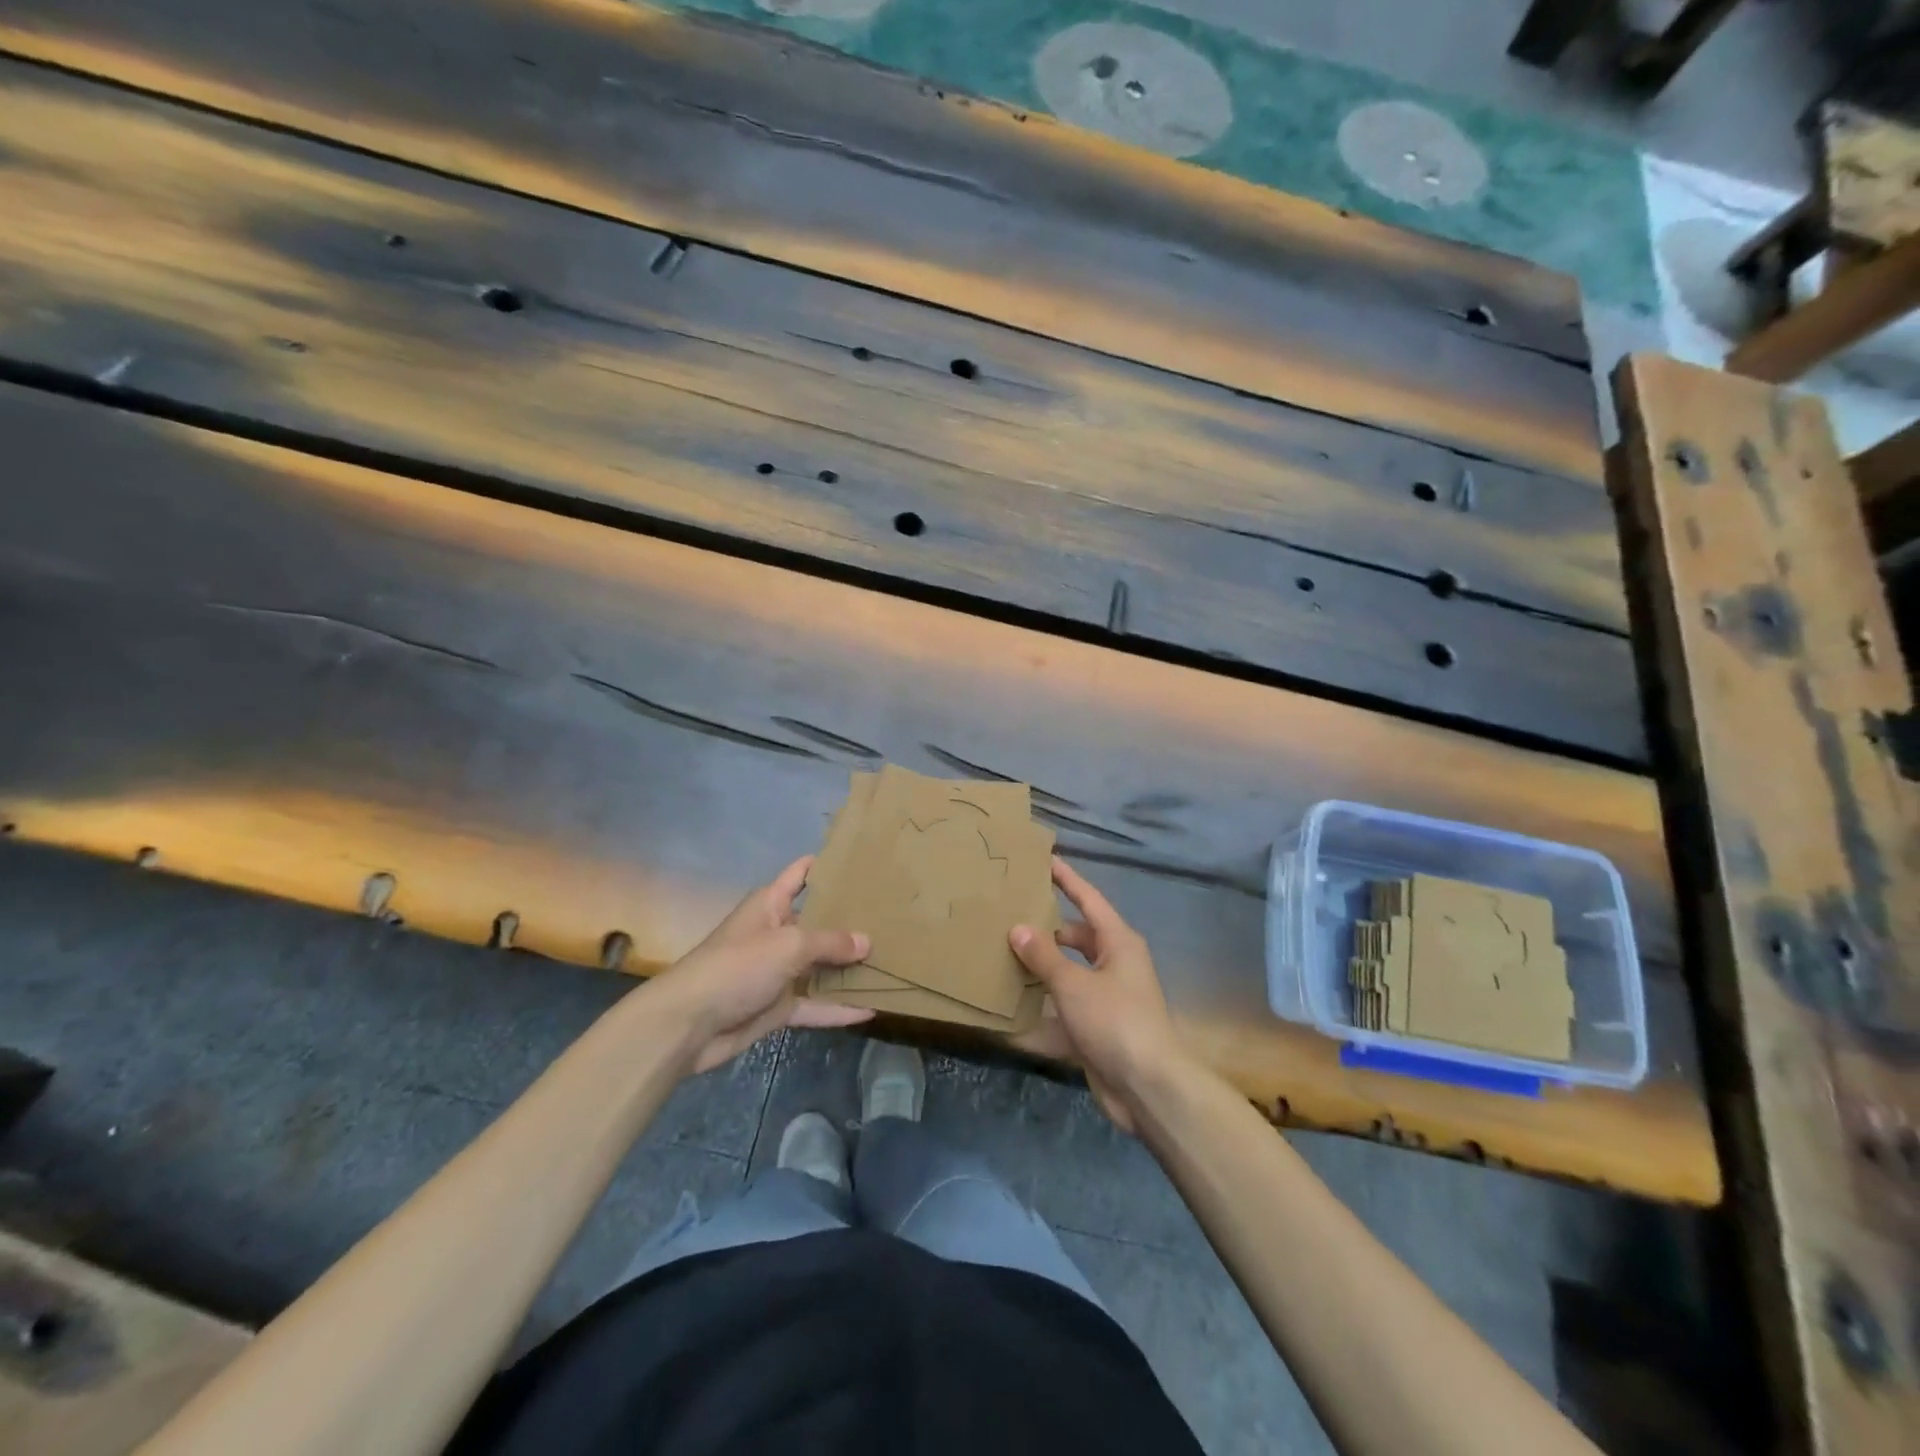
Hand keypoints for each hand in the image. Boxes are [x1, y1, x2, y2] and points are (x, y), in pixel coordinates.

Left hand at [652, 856, 874, 1074]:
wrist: (689, 1024)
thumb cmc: (738, 966)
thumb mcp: (789, 945)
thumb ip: (830, 942)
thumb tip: (867, 942)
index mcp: (771, 904)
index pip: (802, 874)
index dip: (828, 864)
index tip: (864, 860)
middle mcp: (777, 933)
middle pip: (819, 922)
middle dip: (851, 920)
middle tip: (895, 915)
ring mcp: (778, 972)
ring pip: (821, 966)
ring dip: (848, 967)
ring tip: (892, 959)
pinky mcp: (778, 1007)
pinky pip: (815, 1004)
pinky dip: (838, 1008)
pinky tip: (871, 1009)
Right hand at [1009, 857, 1191, 1133]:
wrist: (1149, 1088)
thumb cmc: (1116, 1022)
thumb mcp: (1074, 984)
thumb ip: (1044, 956)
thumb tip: (1018, 928)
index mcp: (1118, 942)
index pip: (1089, 899)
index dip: (1067, 879)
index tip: (1045, 860)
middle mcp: (1115, 964)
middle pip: (1076, 937)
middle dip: (1047, 929)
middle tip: (1010, 917)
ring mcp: (1107, 998)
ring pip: (1068, 973)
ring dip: (1041, 969)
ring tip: (1003, 957)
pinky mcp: (1097, 1029)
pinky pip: (1064, 1008)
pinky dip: (1043, 1009)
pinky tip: (1012, 1009)